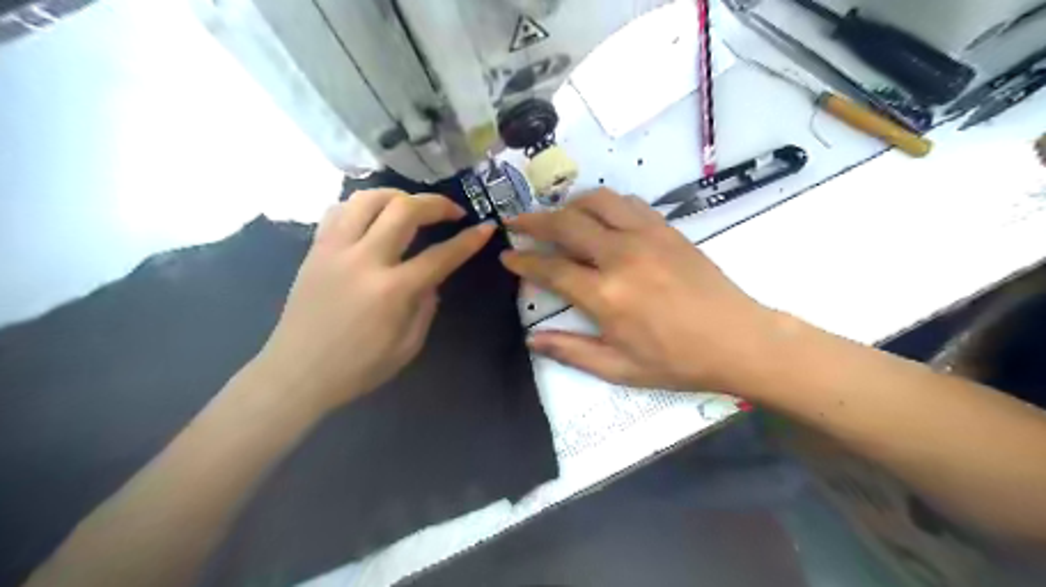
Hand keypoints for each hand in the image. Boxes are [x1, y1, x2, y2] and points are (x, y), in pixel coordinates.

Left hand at [256, 191, 494, 410]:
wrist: (297, 372)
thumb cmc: (358, 367)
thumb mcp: (408, 346)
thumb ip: (426, 306)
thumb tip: (431, 278)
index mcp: (392, 290)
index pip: (441, 255)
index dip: (469, 240)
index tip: (486, 228)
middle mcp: (364, 260)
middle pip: (405, 209)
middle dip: (436, 203)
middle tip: (452, 211)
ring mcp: (335, 249)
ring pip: (369, 198)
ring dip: (399, 195)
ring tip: (413, 206)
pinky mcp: (316, 249)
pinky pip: (340, 210)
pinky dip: (363, 205)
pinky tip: (374, 217)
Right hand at [502, 189, 779, 392]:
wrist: (736, 339)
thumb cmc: (676, 361)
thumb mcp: (619, 369)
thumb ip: (571, 351)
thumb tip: (531, 340)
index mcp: (605, 295)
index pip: (551, 268)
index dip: (523, 260)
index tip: (507, 255)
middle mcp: (620, 256)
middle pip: (566, 224)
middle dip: (534, 221)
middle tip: (516, 222)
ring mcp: (646, 236)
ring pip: (595, 202)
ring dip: (568, 205)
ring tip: (556, 216)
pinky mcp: (666, 229)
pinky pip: (627, 203)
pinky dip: (604, 204)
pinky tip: (600, 217)